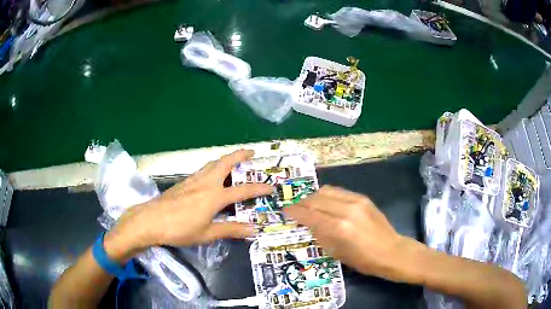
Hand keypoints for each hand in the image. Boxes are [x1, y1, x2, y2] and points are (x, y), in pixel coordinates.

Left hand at [104, 150, 271, 260]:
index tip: (270, 187)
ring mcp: (194, 180)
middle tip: (252, 152)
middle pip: (225, 163)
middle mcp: (206, 183)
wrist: (151, 220)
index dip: (258, 188)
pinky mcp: (184, 182)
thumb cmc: (180, 229)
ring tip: (235, 161)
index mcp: (214, 196)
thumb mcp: (207, 234)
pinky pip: (204, 169)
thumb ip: (230, 230)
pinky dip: (214, 166)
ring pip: (213, 163)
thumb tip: (252, 230)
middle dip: (240, 155)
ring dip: (226, 159)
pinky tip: (213, 175)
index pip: (242, 190)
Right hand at [285, 186, 413, 281]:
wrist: (391, 251)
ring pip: (327, 191)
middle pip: (316, 199)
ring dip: (314, 197)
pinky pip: (339, 191)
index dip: (295, 212)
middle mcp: (346, 210)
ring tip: (309, 205)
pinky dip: (327, 195)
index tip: (285, 212)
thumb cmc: (363, 260)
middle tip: (295, 209)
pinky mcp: (363, 198)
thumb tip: (309, 223)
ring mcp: (356, 201)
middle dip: (302, 203)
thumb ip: (321, 235)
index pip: (310, 215)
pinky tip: (325, 203)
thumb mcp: (337, 253)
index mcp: (339, 228)